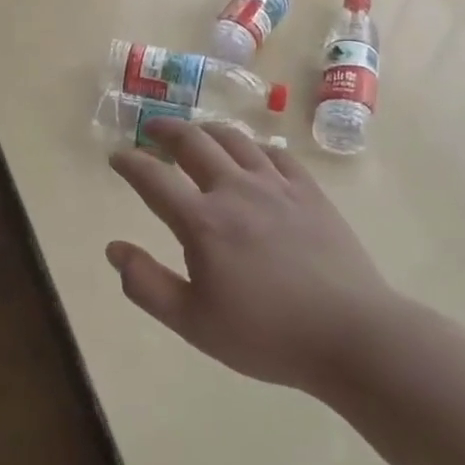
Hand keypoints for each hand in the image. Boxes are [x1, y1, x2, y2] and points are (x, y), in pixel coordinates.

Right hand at [107, 119, 393, 390]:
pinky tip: (251, 153)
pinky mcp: (309, 192)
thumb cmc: (266, 335)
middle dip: (166, 130)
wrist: (351, 335)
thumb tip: (113, 249)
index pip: (153, 178)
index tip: (116, 157)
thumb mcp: (193, 323)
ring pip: (235, 139)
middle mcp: (235, 190)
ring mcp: (277, 186)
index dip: (129, 163)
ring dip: (207, 130)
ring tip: (196, 132)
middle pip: (193, 142)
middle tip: (151, 129)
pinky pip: (275, 153)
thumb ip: (146, 285)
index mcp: (202, 221)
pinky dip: (253, 146)